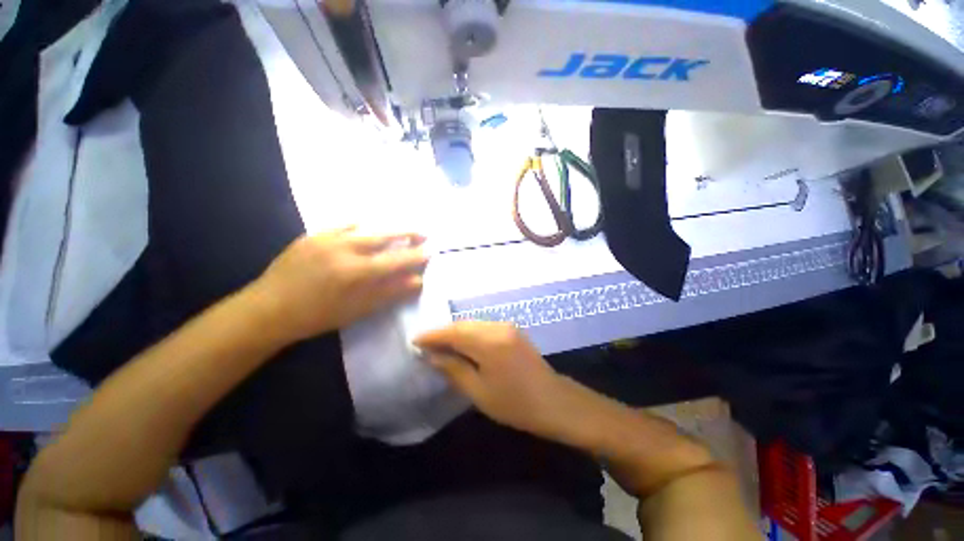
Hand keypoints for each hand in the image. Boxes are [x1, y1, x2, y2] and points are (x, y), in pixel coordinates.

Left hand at [249, 227, 427, 343]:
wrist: (268, 309)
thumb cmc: (317, 315)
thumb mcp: (358, 309)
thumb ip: (390, 292)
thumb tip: (417, 281)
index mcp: (355, 271)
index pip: (396, 260)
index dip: (416, 255)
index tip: (431, 250)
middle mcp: (344, 248)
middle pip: (384, 235)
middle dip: (407, 233)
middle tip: (423, 232)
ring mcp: (326, 238)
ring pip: (366, 226)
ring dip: (387, 227)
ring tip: (401, 230)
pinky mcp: (313, 235)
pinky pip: (343, 224)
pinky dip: (360, 225)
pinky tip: (367, 226)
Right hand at [414, 322, 575, 439]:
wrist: (554, 401)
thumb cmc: (515, 403)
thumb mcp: (479, 391)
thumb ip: (454, 369)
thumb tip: (432, 356)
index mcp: (489, 343)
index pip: (453, 332)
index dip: (433, 335)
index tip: (414, 340)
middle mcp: (498, 327)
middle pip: (463, 324)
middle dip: (443, 332)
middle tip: (425, 343)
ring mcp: (507, 326)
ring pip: (473, 323)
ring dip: (455, 331)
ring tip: (439, 343)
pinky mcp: (512, 330)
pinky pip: (484, 326)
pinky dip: (469, 332)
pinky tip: (461, 342)